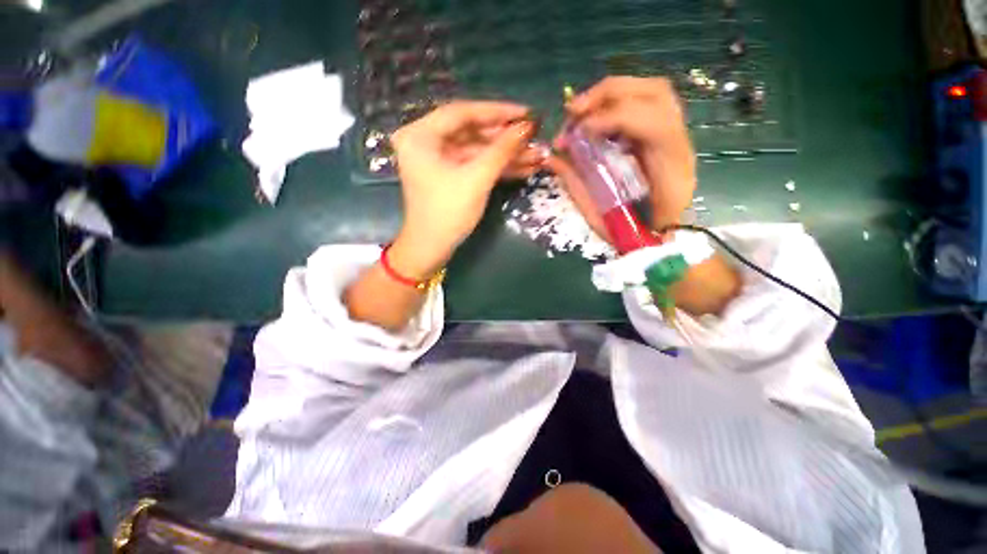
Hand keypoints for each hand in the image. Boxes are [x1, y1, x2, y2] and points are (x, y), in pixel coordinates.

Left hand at [389, 101, 538, 278]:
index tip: (527, 113)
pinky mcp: (448, 175)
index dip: (498, 112)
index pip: (463, 112)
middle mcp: (426, 141)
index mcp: (420, 135)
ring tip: (537, 156)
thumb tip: (528, 126)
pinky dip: (496, 168)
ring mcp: (437, 160)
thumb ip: (502, 150)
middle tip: (535, 137)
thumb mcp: (476, 179)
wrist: (432, 249)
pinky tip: (523, 168)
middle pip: (472, 132)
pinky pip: (474, 165)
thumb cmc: (448, 213)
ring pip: (477, 151)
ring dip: (506, 156)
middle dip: (506, 139)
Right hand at [546, 76, 695, 236]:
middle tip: (573, 110)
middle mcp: (680, 144)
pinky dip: (617, 101)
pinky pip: (645, 102)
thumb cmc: (629, 233)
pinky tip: (596, 115)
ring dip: (612, 92)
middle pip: (656, 94)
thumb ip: (576, 183)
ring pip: (653, 91)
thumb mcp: (599, 215)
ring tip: (580, 109)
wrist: (659, 237)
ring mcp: (676, 135)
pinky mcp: (665, 133)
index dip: (614, 118)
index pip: (653, 125)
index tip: (578, 132)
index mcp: (669, 171)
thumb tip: (550, 158)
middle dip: (608, 93)